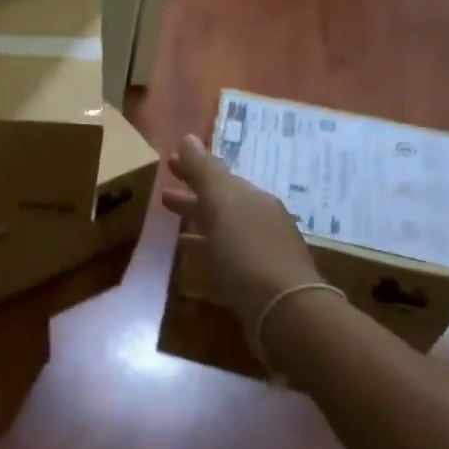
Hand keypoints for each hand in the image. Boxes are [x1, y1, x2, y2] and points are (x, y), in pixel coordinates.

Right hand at [162, 133, 321, 330]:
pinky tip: (192, 256)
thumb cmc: (247, 251)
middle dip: (194, 195)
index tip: (168, 163)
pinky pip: (226, 253)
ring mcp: (262, 250)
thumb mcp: (222, 204)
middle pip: (222, 201)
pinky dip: (207, 248)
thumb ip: (204, 171)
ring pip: (223, 228)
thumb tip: (188, 138)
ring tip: (172, 226)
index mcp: (253, 198)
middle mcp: (261, 219)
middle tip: (164, 194)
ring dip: (198, 222)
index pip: (219, 176)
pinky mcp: (258, 278)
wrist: (284, 310)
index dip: (193, 169)